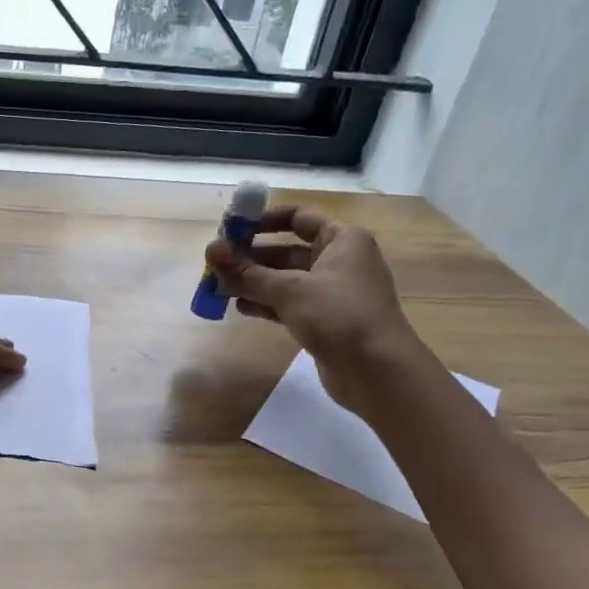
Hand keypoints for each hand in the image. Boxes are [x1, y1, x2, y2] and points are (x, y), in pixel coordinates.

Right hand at [205, 206, 420, 413]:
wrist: (378, 372)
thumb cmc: (338, 316)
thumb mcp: (289, 290)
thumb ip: (246, 272)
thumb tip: (210, 249)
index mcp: (342, 240)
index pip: (298, 216)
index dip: (263, 220)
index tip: (230, 230)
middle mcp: (340, 260)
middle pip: (286, 250)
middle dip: (250, 257)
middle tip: (215, 265)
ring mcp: (333, 293)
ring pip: (286, 279)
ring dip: (253, 282)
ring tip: (219, 288)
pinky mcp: (325, 320)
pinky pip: (290, 304)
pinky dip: (266, 303)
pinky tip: (240, 308)